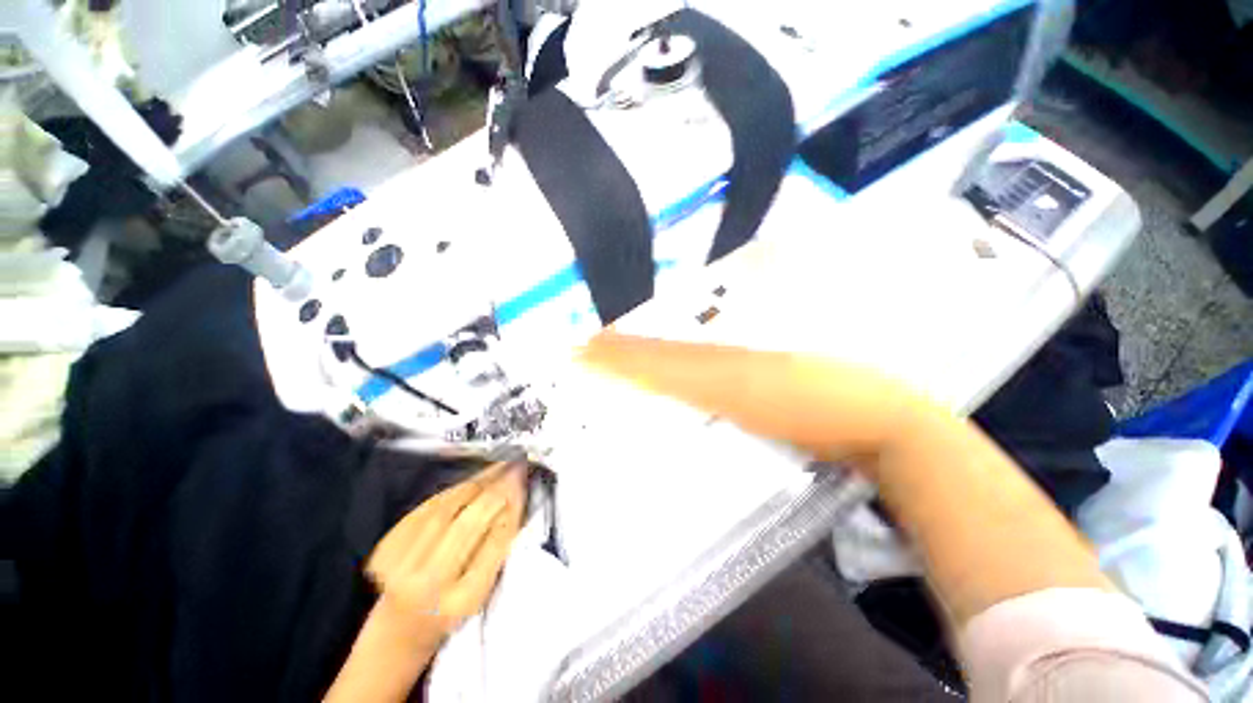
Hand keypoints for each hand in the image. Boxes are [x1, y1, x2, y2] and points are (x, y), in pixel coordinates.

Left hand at [366, 462, 527, 643]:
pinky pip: (426, 508)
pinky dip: (452, 491)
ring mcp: (400, 567)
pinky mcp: (384, 551)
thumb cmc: (451, 615)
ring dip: (476, 483)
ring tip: (497, 467)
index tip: (524, 481)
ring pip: (445, 509)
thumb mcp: (484, 592)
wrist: (397, 635)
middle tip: (515, 466)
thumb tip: (515, 499)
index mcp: (463, 601)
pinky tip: (470, 482)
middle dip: (496, 488)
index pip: (495, 541)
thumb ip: (498, 548)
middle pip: (468, 523)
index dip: (511, 506)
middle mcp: (428, 586)